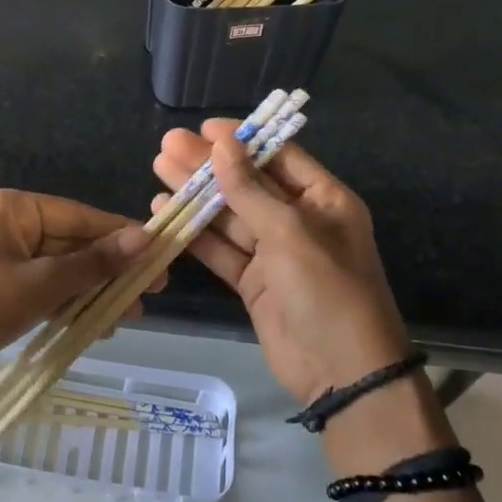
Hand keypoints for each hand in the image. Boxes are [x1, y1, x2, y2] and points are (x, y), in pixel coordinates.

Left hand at [0, 189, 157, 403]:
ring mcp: (0, 258)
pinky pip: (44, 288)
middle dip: (109, 270)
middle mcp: (6, 225)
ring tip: (131, 314)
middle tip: (151, 291)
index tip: (160, 251)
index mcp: (10, 208)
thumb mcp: (41, 285)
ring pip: (60, 269)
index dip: (120, 235)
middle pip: (71, 242)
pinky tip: (98, 324)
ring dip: (93, 291)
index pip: (79, 216)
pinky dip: (68, 303)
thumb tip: (146, 238)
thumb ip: (94, 263)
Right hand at [154, 121, 408, 404]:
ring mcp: (275, 253)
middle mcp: (299, 220)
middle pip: (247, 183)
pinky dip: (194, 233)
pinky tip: (165, 212)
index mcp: (323, 200)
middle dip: (208, 165)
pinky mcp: (254, 281)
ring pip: (229, 215)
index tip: (204, 128)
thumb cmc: (327, 290)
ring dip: (196, 194)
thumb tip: (223, 143)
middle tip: (167, 144)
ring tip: (158, 168)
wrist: (342, 373)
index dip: (242, 140)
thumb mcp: (290, 233)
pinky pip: (221, 249)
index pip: (278, 156)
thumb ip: (250, 189)